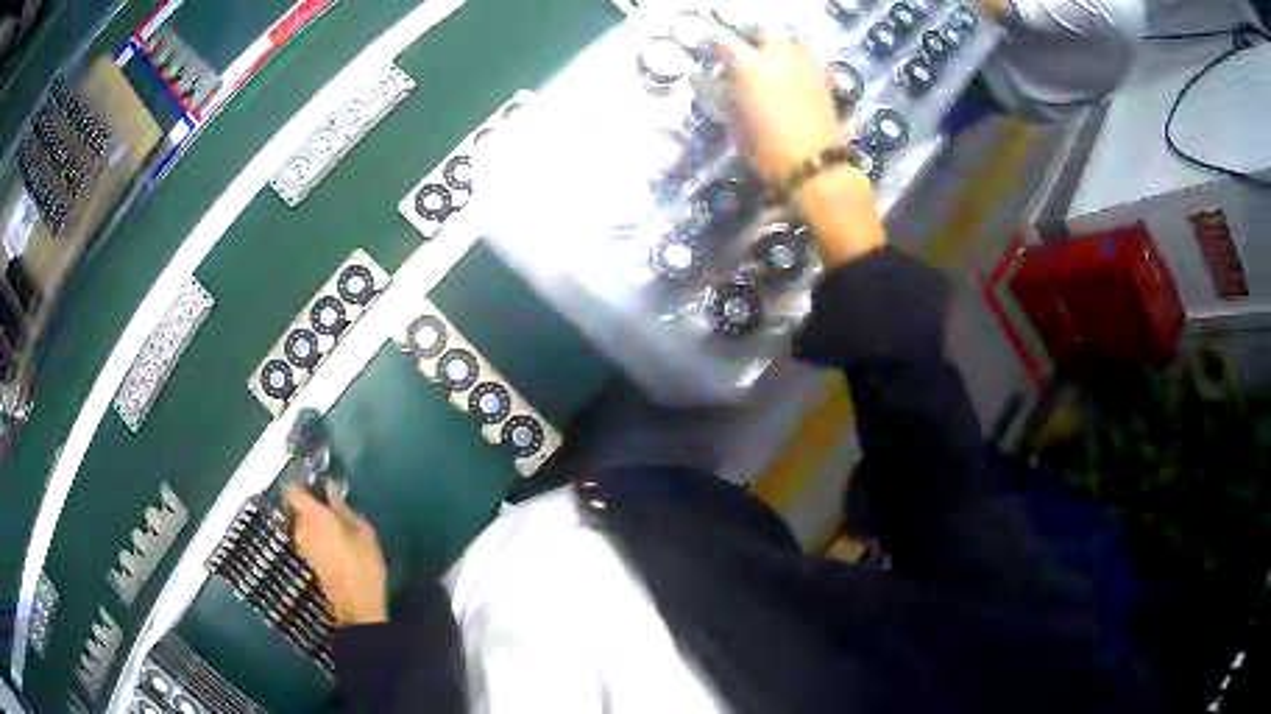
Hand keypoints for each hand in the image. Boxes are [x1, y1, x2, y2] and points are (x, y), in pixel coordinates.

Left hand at [287, 483, 388, 626]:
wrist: (355, 606)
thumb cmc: (361, 564)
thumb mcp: (362, 531)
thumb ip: (343, 508)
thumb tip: (330, 488)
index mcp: (313, 516)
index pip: (293, 490)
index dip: (301, 482)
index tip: (315, 479)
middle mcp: (301, 528)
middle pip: (300, 507)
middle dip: (313, 503)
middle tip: (334, 504)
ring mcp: (303, 545)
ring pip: (305, 523)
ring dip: (317, 521)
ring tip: (339, 524)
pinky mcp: (309, 559)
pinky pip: (310, 537)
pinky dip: (319, 534)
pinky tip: (337, 541)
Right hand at [722, 40, 883, 267]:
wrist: (816, 168)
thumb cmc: (768, 152)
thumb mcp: (737, 126)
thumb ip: (726, 99)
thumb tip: (714, 86)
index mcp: (750, 68)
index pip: (727, 45)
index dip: (719, 51)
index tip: (716, 60)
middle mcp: (779, 59)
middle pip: (765, 38)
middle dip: (755, 46)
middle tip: (747, 62)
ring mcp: (805, 68)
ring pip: (791, 45)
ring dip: (779, 51)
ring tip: (772, 68)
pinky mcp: (825, 81)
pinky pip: (809, 61)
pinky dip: (799, 64)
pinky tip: (794, 80)